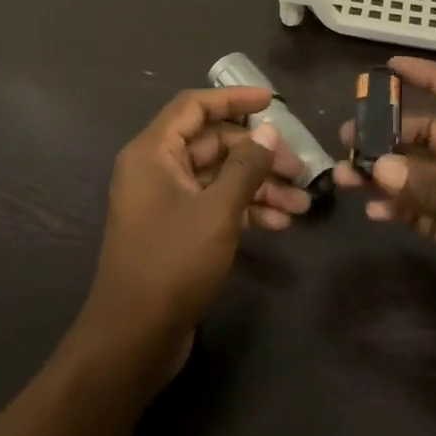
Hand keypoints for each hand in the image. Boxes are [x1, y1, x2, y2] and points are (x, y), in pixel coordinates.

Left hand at [77, 87, 306, 378]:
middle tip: (299, 169)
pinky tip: (279, 224)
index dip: (234, 99)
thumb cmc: (172, 263)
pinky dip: (245, 210)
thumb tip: (268, 133)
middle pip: (212, 144)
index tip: (273, 102)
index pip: (195, 107)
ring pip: (218, 178)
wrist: (134, 336)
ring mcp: (165, 202)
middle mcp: (156, 170)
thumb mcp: (217, 211)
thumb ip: (245, 167)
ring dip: (259, 186)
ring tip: (301, 204)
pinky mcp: (176, 230)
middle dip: (258, 154)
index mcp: (153, 152)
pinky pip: (214, 205)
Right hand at [335, 57, 435, 364]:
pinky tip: (374, 212)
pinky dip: (399, 208)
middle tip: (348, 135)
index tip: (389, 67)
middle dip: (393, 134)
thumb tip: (378, 166)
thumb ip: (435, 190)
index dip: (431, 76)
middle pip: (435, 134)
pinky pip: (423, 210)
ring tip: (346, 174)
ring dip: (388, 174)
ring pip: (422, 174)